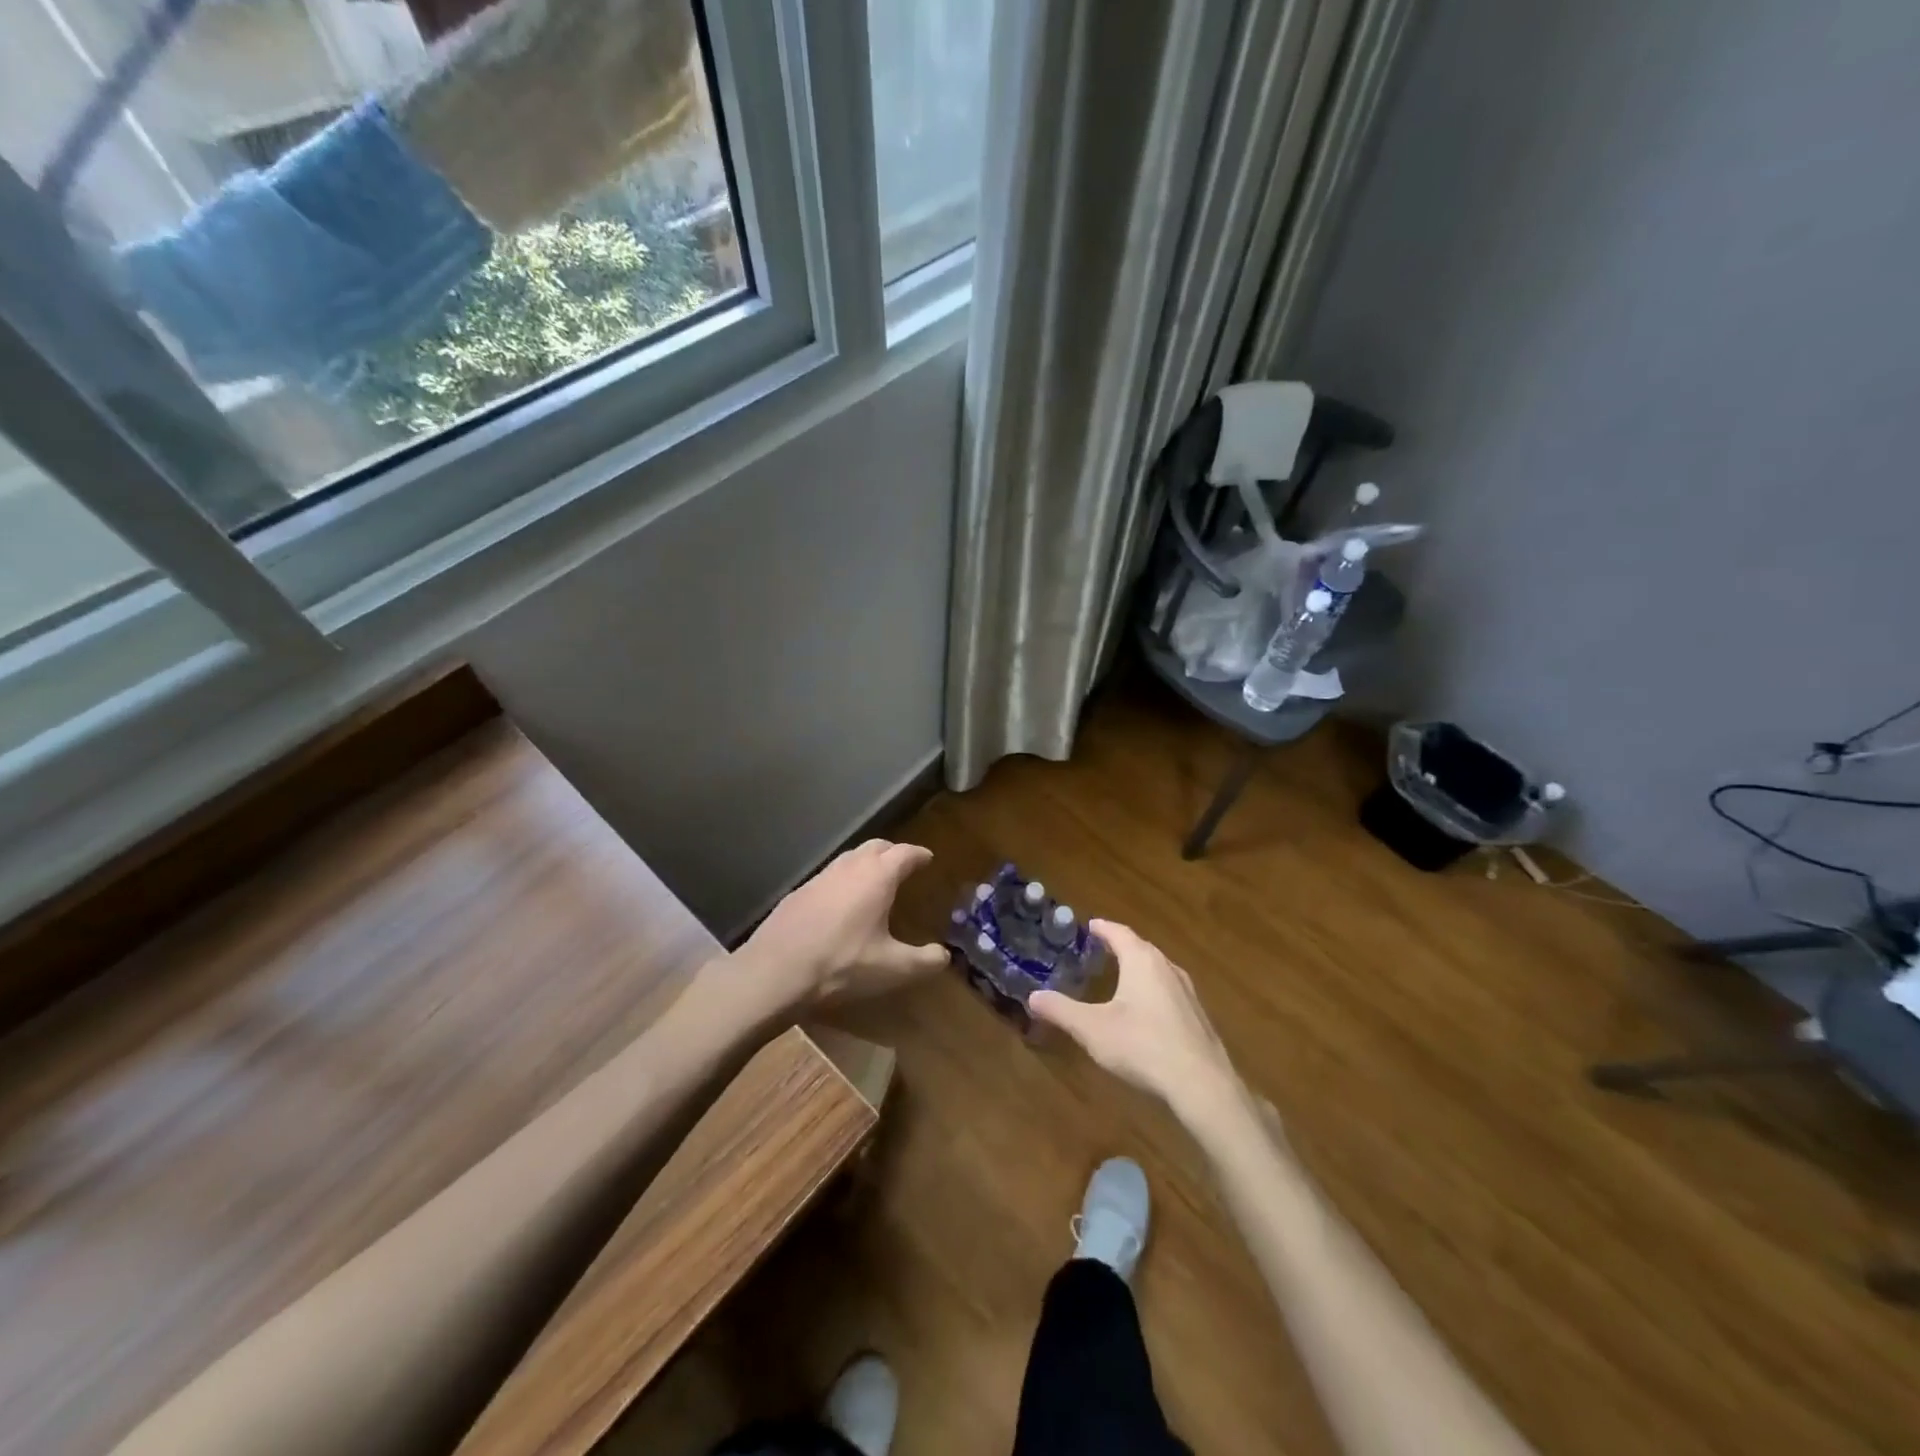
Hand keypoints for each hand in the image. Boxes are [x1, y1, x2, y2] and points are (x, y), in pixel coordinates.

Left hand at [737, 839, 946, 1012]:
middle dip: (893, 852)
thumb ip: (924, 961)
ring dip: (866, 863)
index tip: (928, 858)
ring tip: (875, 880)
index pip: (905, 853)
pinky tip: (841, 903)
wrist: (775, 972)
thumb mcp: (892, 969)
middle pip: (876, 846)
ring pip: (850, 858)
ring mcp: (820, 877)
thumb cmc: (842, 965)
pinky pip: (829, 876)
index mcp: (877, 877)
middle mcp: (850, 867)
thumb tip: (945, 956)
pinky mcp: (798, 892)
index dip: (919, 855)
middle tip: (904, 865)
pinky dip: (843, 880)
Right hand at [1030, 919, 1242, 1123]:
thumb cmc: (1142, 1046)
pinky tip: (1146, 1010)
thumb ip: (1061, 1011)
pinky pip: (1169, 991)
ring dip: (1138, 968)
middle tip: (1100, 949)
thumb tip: (1033, 996)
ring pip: (1157, 969)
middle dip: (1120, 946)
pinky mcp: (1197, 1015)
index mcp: (1141, 961)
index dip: (1102, 928)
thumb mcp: (1092, 1029)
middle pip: (1140, 948)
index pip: (1118, 933)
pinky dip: (1152, 990)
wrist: (1201, 1084)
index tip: (1089, 925)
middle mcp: (1166, 967)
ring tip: (1121, 976)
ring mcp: (1187, 991)